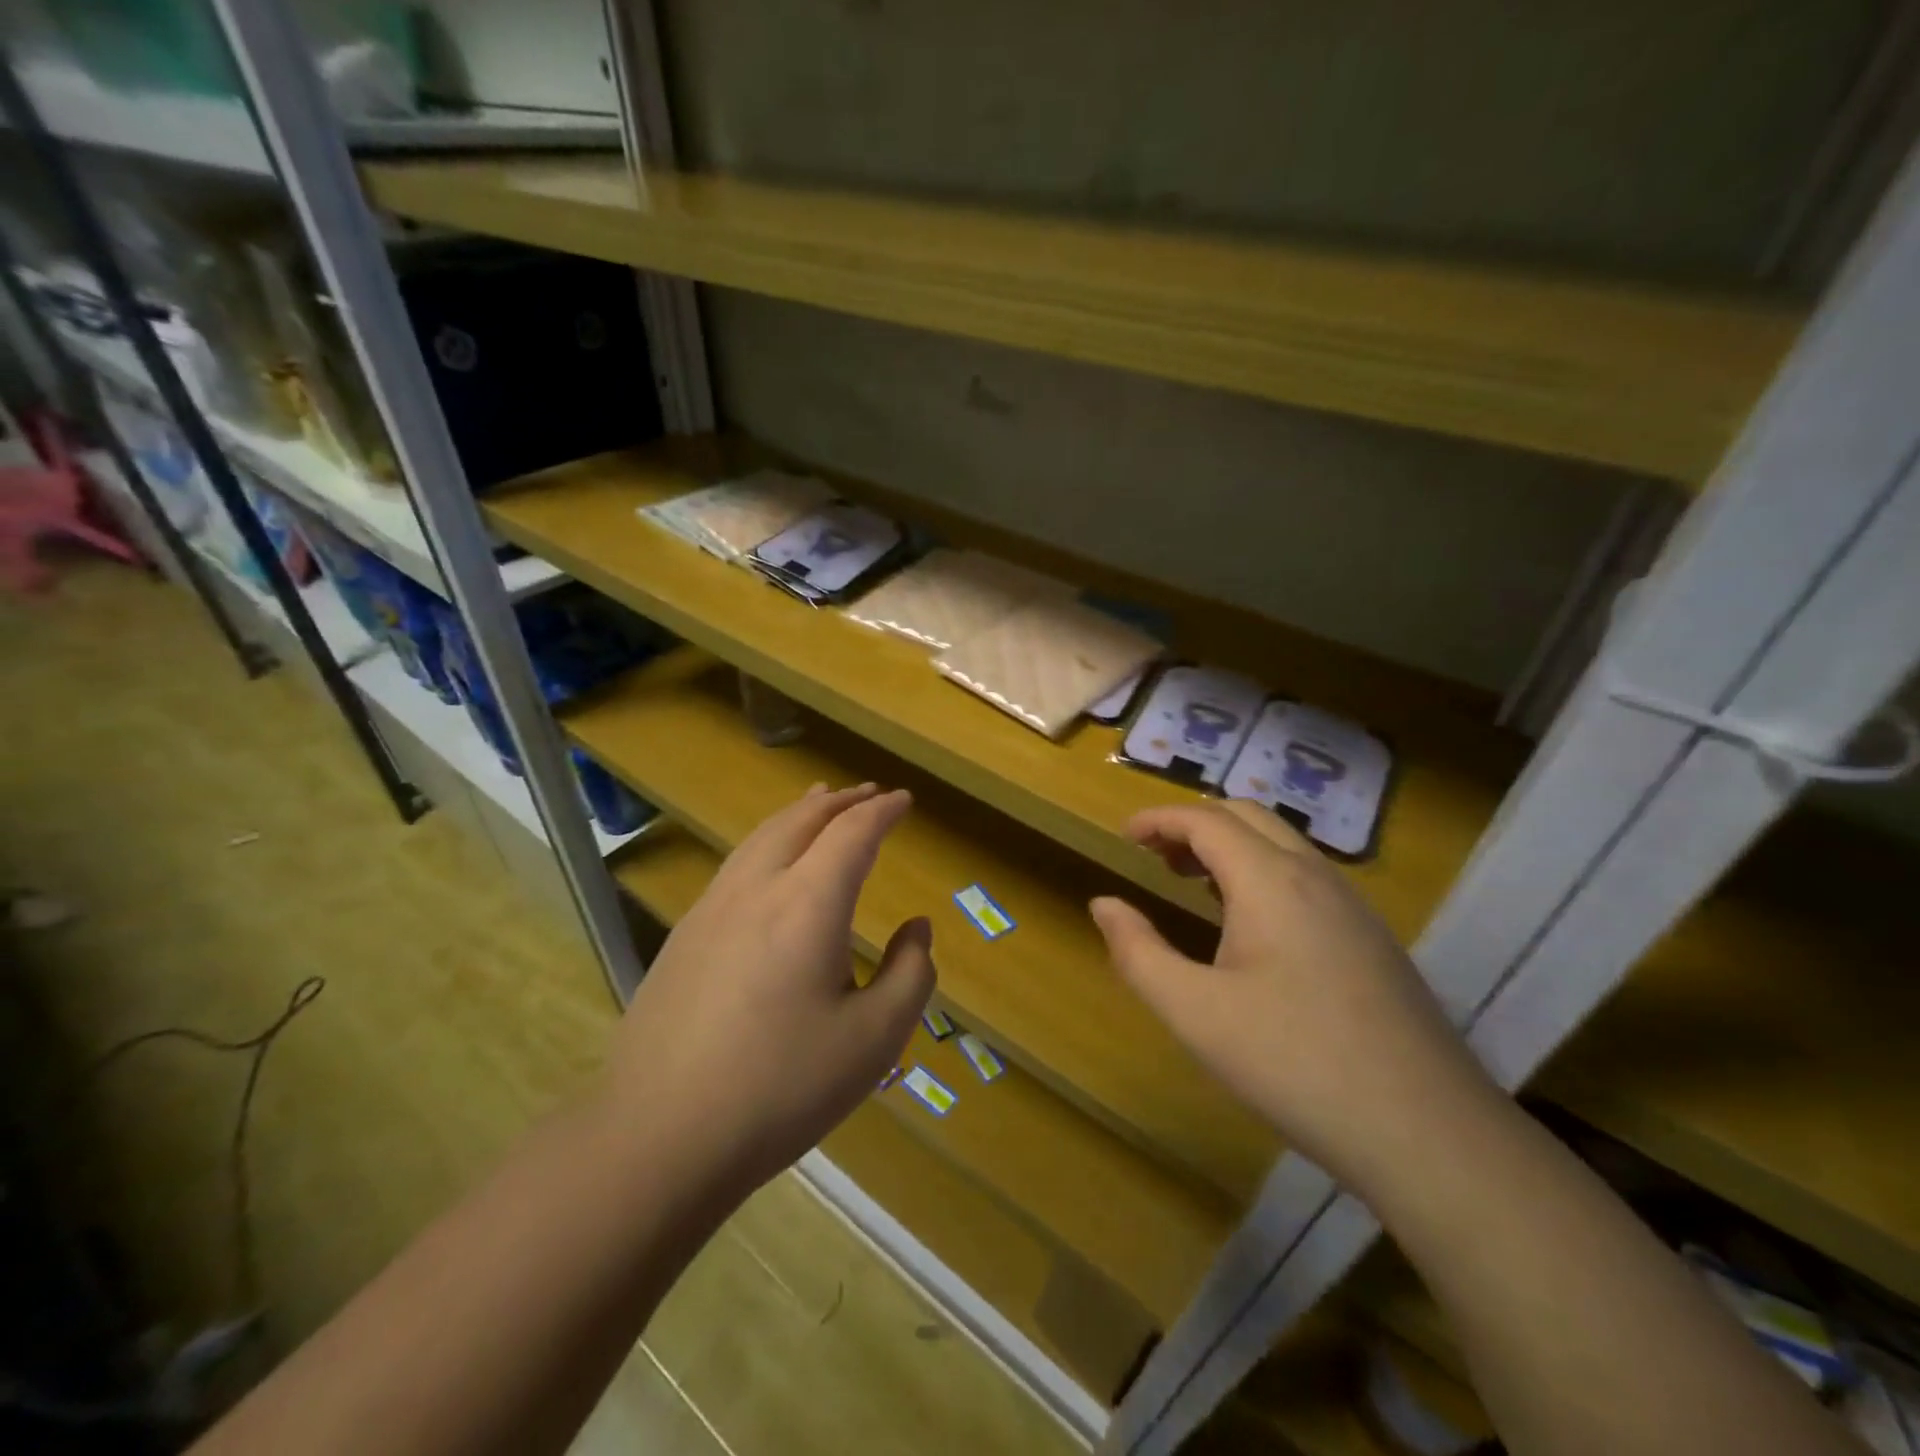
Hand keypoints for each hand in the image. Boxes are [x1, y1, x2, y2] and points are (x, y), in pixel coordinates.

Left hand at [610, 784, 934, 1197]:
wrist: (658, 1137)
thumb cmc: (780, 1089)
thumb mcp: (873, 1041)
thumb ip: (910, 975)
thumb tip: (916, 929)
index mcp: (807, 904)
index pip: (852, 833)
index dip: (882, 811)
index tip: (904, 799)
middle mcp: (756, 889)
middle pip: (801, 821)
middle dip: (840, 801)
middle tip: (868, 794)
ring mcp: (711, 909)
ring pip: (761, 836)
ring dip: (799, 814)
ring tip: (820, 803)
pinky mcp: (683, 936)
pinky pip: (736, 864)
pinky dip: (767, 842)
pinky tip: (769, 865)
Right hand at [1090, 801, 1498, 1192]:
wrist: (1427, 1132)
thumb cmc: (1293, 1063)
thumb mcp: (1193, 1013)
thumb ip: (1138, 952)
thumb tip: (1104, 904)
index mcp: (1270, 880)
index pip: (1206, 820)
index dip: (1160, 819)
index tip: (1125, 837)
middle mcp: (1315, 876)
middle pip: (1248, 817)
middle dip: (1194, 825)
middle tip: (1155, 857)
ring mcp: (1353, 906)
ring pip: (1283, 845)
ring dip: (1231, 846)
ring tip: (1193, 883)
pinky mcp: (1372, 938)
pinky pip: (1307, 877)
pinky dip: (1263, 872)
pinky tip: (1251, 926)